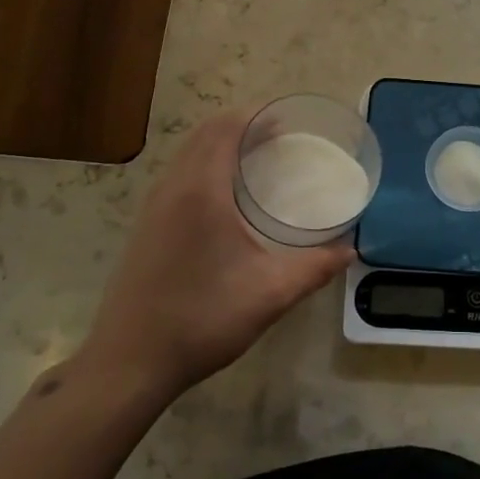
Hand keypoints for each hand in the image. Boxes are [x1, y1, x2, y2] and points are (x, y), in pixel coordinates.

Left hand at [77, 111, 352, 404]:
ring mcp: (153, 206)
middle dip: (244, 125)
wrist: (129, 363)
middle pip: (206, 133)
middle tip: (283, 138)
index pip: (226, 128)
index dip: (257, 115)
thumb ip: (315, 267)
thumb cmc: (201, 320)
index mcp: (201, 191)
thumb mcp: (270, 294)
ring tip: (259, 160)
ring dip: (222, 144)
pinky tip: (228, 196)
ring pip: (189, 153)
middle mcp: (172, 188)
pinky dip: (205, 164)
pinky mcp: (146, 225)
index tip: (290, 121)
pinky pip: (179, 174)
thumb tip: (350, 250)